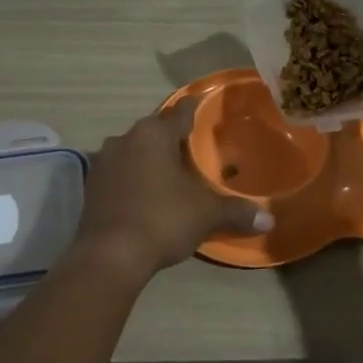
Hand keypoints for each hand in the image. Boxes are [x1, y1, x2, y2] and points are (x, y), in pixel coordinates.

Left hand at [72, 99, 272, 278]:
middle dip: (174, 138)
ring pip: (135, 151)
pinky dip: (134, 178)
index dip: (195, 109)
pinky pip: (120, 173)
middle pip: (155, 130)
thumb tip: (270, 219)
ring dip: (151, 158)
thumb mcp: (206, 214)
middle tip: (195, 149)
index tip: (205, 107)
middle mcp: (125, 138)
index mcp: (154, 134)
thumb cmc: (162, 219)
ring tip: (172, 173)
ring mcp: (104, 162)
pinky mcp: (92, 186)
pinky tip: (147, 194)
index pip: (180, 112)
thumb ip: (237, 212)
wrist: (109, 256)